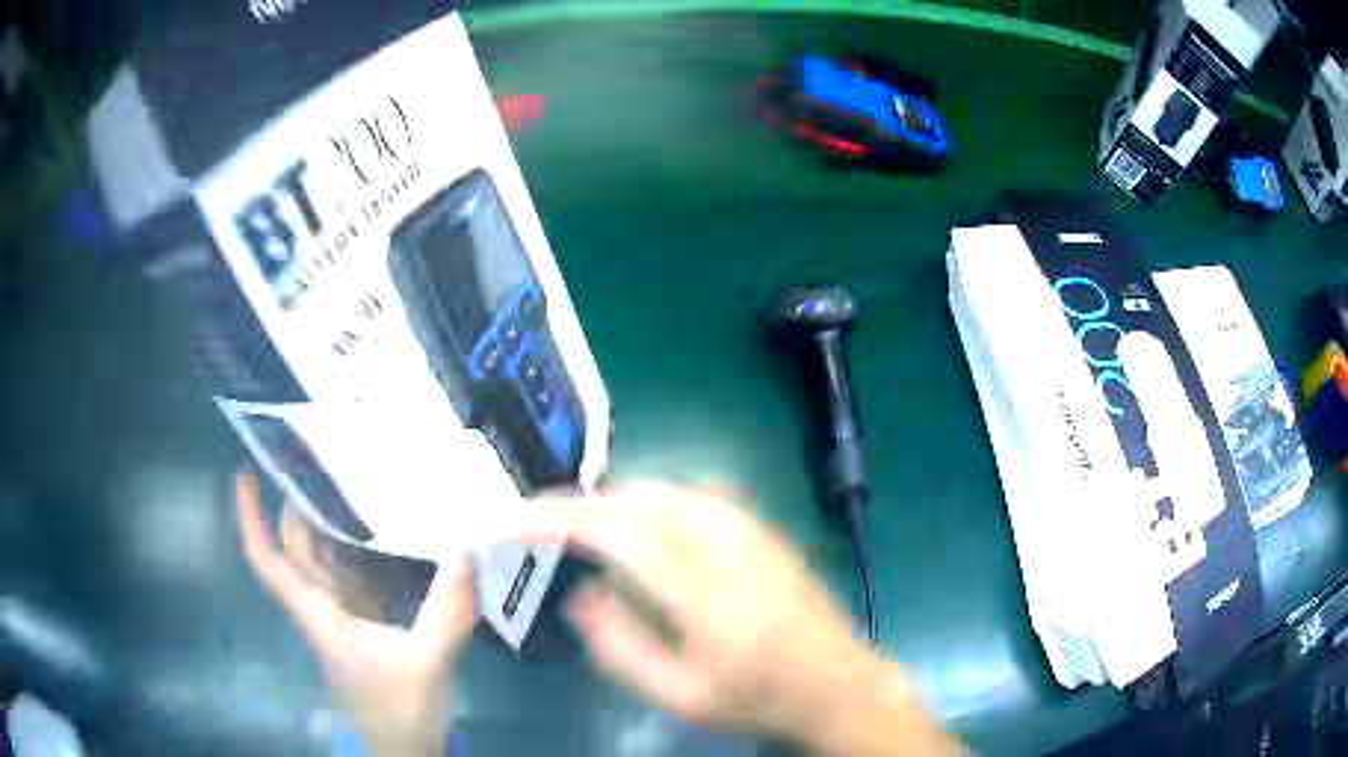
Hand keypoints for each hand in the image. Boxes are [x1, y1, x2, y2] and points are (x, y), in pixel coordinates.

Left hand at [235, 471, 473, 756]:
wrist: (405, 747)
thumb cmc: (400, 710)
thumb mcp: (426, 664)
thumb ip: (445, 613)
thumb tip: (466, 551)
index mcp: (320, 614)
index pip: (269, 562)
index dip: (250, 517)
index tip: (245, 470)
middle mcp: (323, 606)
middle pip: (297, 546)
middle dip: (299, 500)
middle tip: (323, 453)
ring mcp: (344, 614)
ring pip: (325, 557)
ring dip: (332, 520)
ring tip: (357, 476)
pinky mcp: (366, 622)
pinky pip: (354, 573)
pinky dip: (362, 546)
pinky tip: (388, 527)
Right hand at [540, 483, 958, 755]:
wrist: (834, 681)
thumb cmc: (755, 698)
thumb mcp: (680, 695)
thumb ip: (621, 645)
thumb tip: (580, 593)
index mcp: (704, 594)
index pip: (616, 533)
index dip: (557, 518)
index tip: (514, 520)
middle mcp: (726, 545)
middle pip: (635, 499)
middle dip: (576, 505)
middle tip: (536, 525)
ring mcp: (748, 528)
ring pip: (661, 490)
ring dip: (609, 501)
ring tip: (575, 527)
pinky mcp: (759, 525)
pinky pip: (688, 495)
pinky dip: (645, 501)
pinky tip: (633, 525)